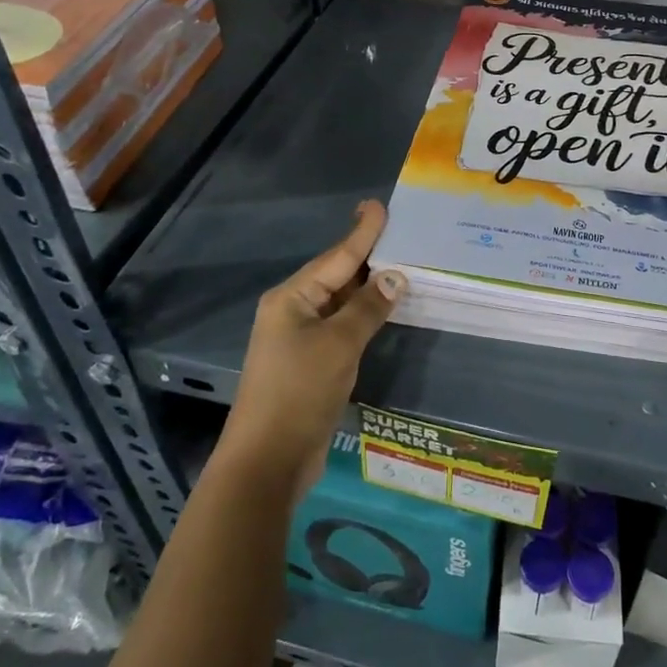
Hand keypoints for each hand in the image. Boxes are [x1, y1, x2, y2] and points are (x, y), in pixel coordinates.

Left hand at [218, 200, 403, 503]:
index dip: (361, 232)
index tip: (378, 205)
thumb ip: (367, 308)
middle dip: (367, 255)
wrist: (267, 461)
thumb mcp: (339, 345)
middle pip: (336, 275)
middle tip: (399, 231)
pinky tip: (384, 309)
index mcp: (291, 298)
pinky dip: (363, 316)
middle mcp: (293, 311)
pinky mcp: (310, 364)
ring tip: (399, 264)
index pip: (336, 257)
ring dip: (367, 287)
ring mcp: (300, 339)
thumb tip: (394, 277)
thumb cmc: (299, 392)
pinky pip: (341, 327)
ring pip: (340, 303)